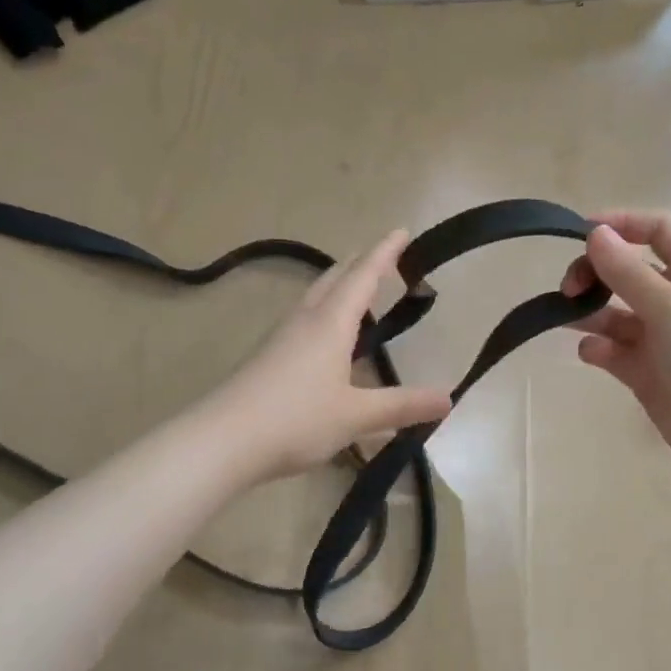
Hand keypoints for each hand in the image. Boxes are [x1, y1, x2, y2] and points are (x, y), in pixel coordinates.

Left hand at [208, 230, 453, 483]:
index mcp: (330, 323)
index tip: (401, 230)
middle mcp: (304, 320)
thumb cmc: (296, 419)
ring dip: (338, 285)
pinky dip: (323, 312)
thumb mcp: (356, 415)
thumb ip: (402, 406)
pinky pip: (303, 320)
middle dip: (360, 264)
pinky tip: (323, 337)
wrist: (223, 440)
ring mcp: (280, 338)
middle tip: (382, 256)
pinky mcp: (267, 358)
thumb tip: (448, 399)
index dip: (384, 253)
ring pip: (314, 297)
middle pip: (334, 278)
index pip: (363, 276)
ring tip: (356, 289)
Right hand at [562, 211, 670, 477]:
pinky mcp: (645, 374)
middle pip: (627, 273)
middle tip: (570, 288)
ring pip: (615, 314)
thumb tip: (595, 233)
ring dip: (590, 311)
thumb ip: (627, 272)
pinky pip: (613, 352)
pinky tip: (593, 353)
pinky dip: (598, 348)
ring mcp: (660, 340)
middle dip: (595, 273)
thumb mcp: (670, 306)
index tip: (582, 232)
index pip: (658, 232)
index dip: (623, 223)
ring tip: (567, 316)